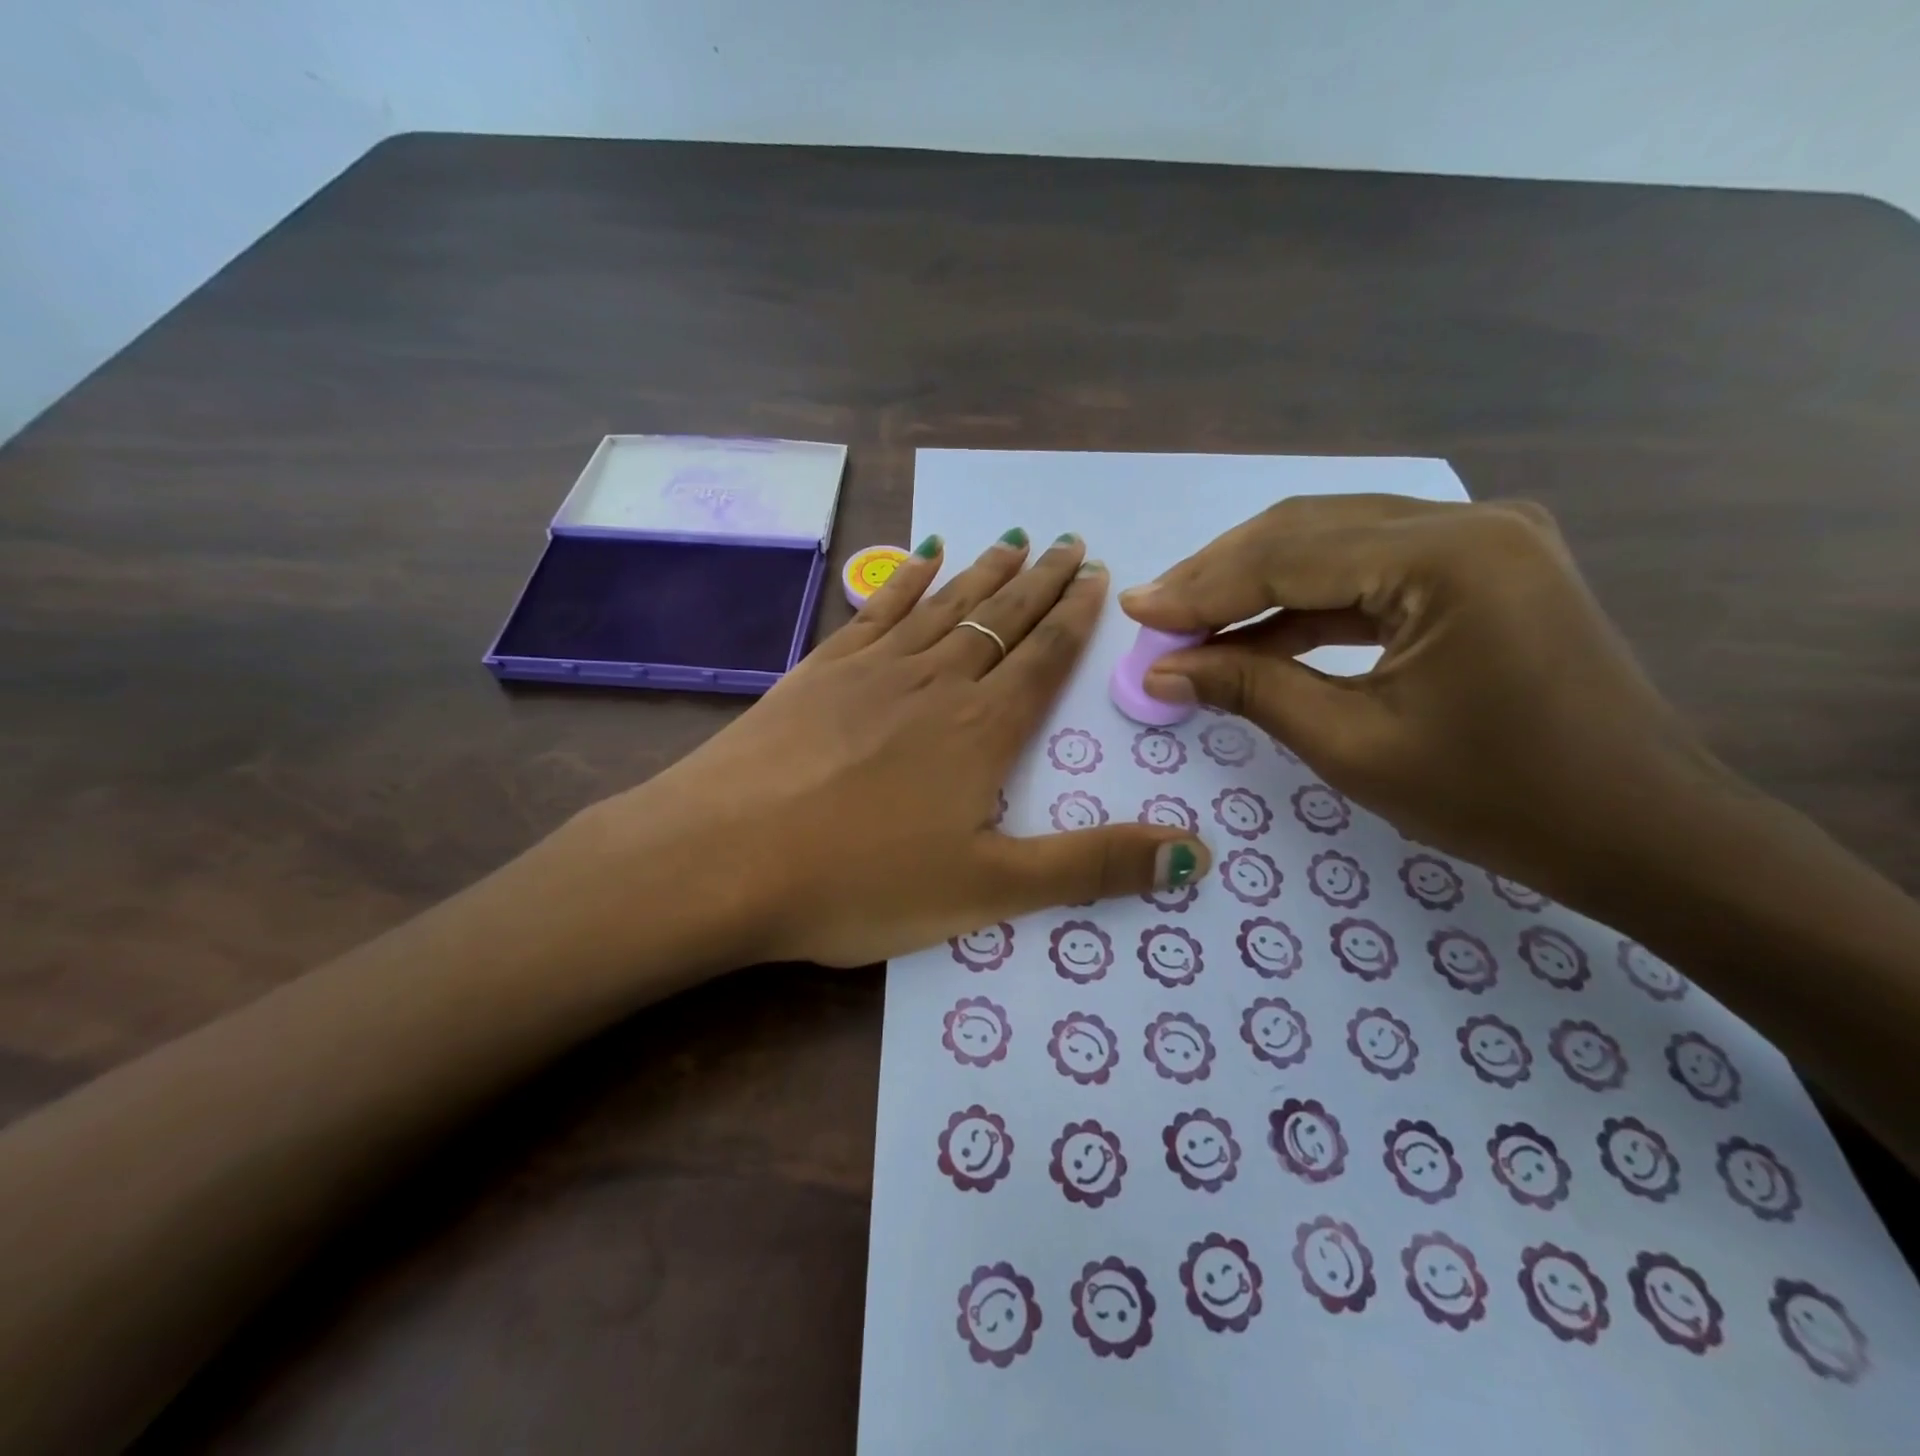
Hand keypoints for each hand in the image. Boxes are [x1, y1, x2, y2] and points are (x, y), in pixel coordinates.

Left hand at [574, 530, 1210, 969]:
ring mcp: (871, 668)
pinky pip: (876, 610)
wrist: (723, 857)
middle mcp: (934, 682)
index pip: (1044, 657)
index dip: (1074, 616)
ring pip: (943, 605)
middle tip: (1069, 541)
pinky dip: (905, 581)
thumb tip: (1198, 855)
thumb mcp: (990, 891)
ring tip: (1011, 538)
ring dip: (982, 572)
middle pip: (999, 619)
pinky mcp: (818, 671)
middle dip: (1040, 581)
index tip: (1095, 573)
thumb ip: (1092, 867)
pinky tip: (919, 559)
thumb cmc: (860, 881)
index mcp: (982, 730)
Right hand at [1118, 495, 1724, 902]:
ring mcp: (1484, 539)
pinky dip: (1307, 599)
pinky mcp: (1484, 566)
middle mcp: (1470, 523)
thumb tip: (1160, 671)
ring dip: (1258, 581)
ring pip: (1335, 541)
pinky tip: (1256, 632)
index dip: (1202, 587)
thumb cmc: (1498, 799)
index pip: (1288, 557)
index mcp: (1448, 558)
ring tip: (1191, 621)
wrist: (1642, 832)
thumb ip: (1249, 690)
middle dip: (1221, 574)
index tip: (1134, 610)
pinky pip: (1371, 568)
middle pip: (1307, 530)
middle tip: (1155, 613)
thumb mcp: (1352, 745)